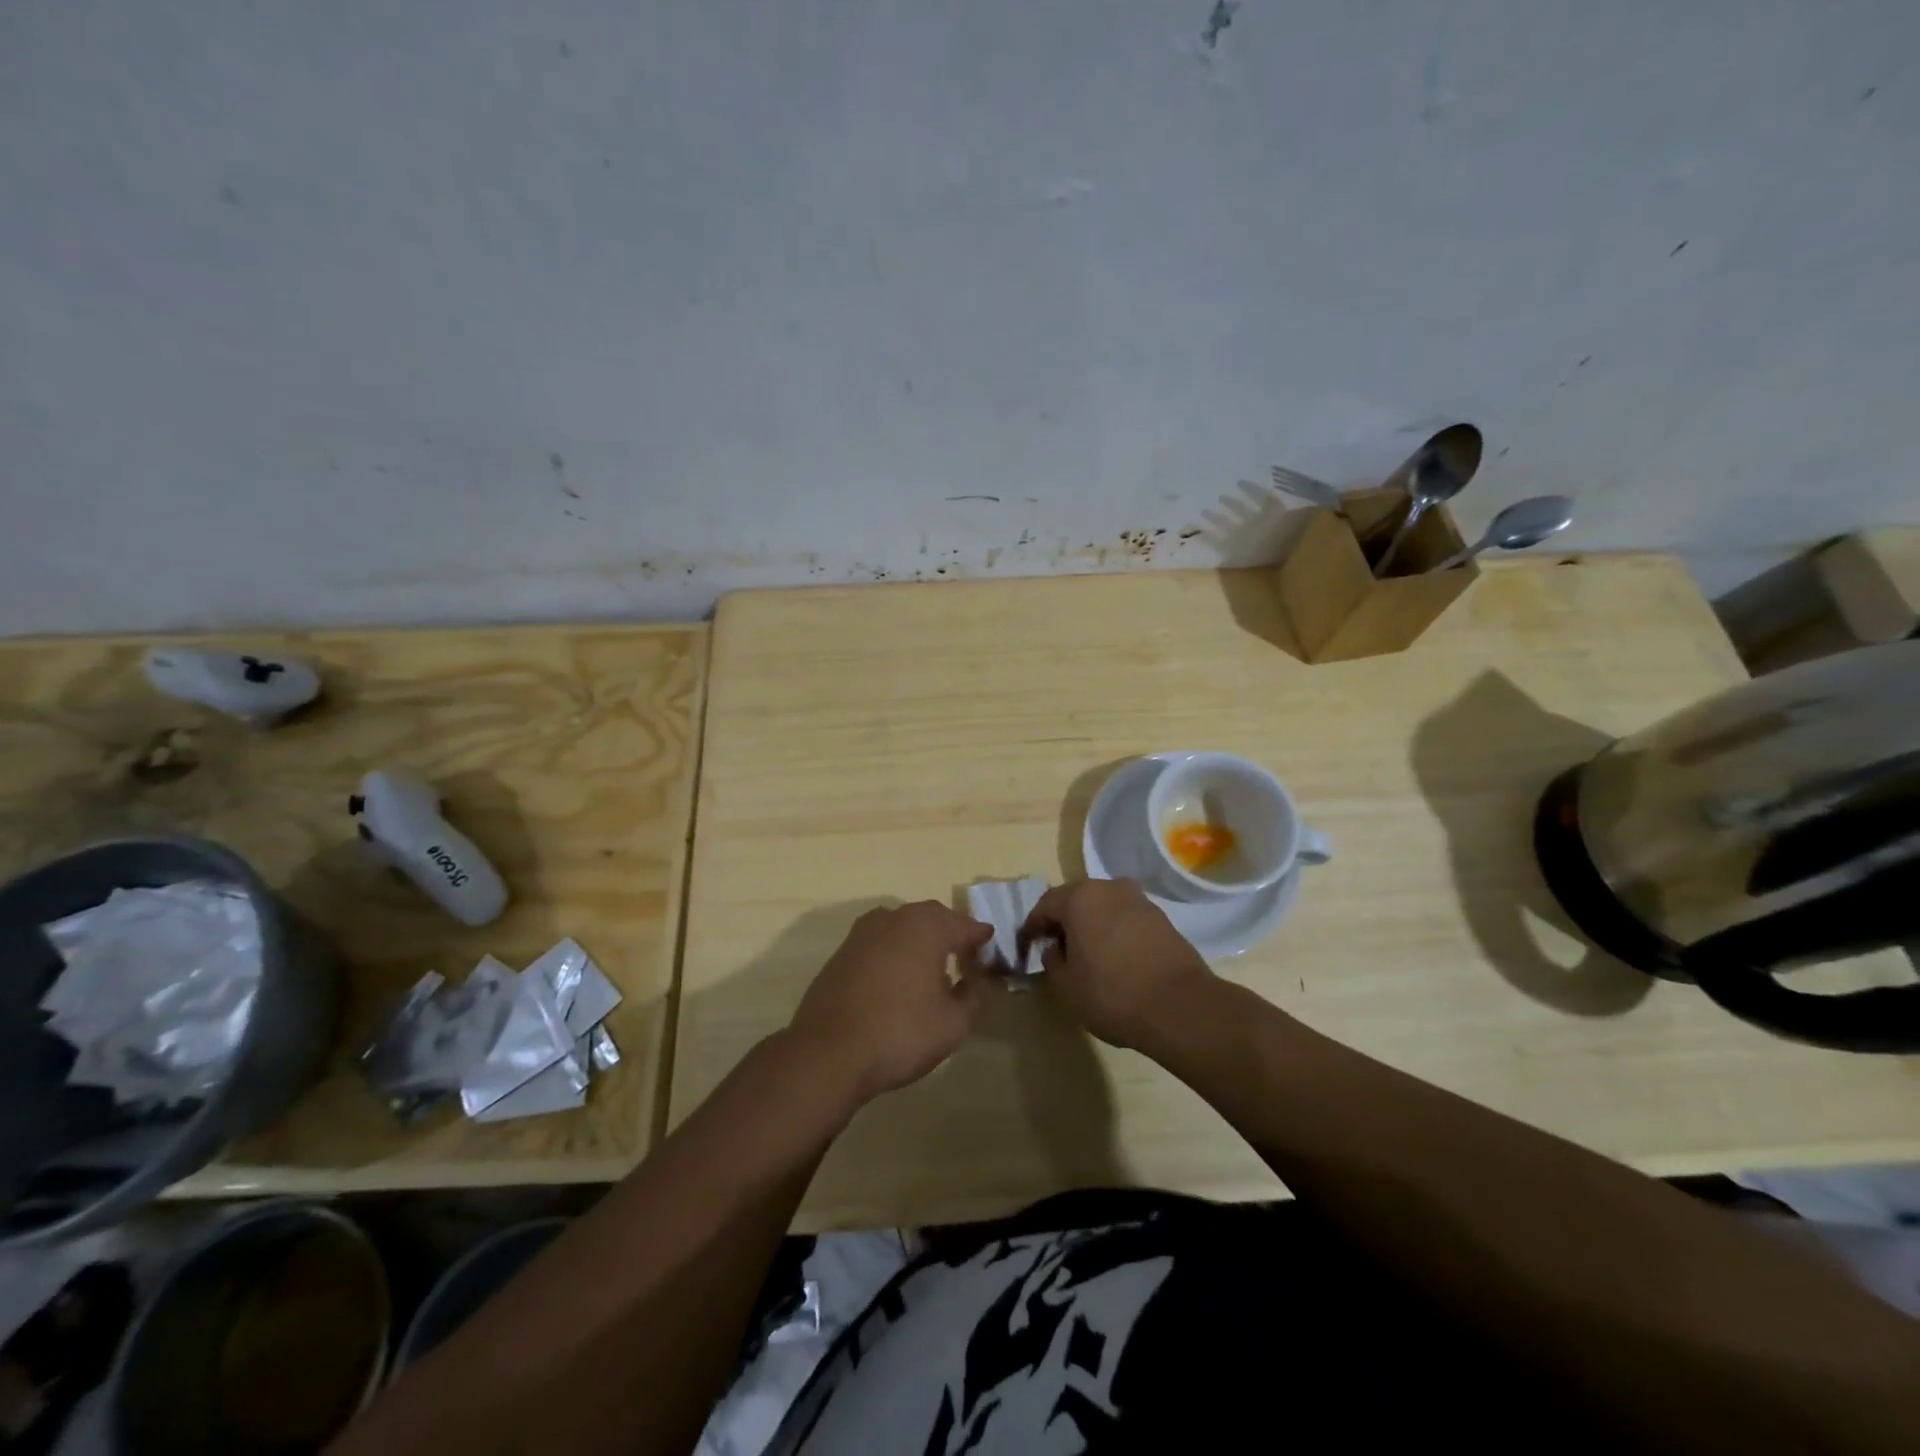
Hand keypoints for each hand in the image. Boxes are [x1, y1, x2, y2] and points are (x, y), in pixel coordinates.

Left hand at [785, 901, 995, 1104]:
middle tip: (965, 953)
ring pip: (901, 926)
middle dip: (950, 931)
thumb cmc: (900, 1033)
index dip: (979, 936)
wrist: (827, 1053)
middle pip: (931, 917)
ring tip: (932, 965)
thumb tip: (978, 980)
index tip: (990, 946)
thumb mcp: (954, 1023)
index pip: (963, 924)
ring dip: (919, 939)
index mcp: (925, 927)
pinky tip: (898, 978)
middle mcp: (894, 918)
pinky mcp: (841, 953)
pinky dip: (894, 951)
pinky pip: (879, 942)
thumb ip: (975, 996)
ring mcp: (862, 934)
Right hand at [1022, 879, 1214, 1049]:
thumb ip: (1052, 961)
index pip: (1045, 905)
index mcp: (1080, 898)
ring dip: (1091, 925)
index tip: (1028, 946)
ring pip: (1104, 907)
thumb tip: (1056, 948)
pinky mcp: (1162, 918)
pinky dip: (1115, 932)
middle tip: (1056, 948)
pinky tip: (1115, 958)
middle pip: (1076, 900)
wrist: (1180, 1007)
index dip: (1033, 926)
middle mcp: (1109, 888)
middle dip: (1063, 921)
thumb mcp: (1066, 986)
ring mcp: (1139, 900)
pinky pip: (1126, 919)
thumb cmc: (1112, 994)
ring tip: (1088, 954)